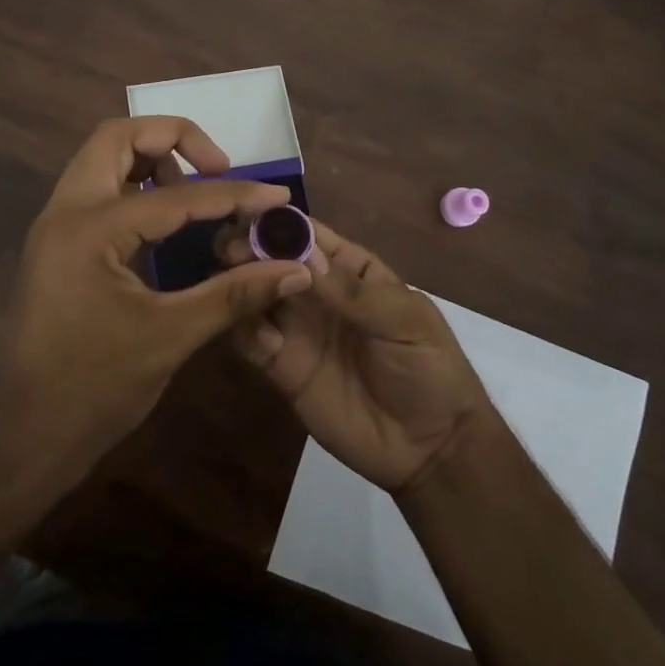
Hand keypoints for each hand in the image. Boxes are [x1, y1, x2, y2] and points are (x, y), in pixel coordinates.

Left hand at [0, 117, 314, 490]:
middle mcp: (66, 210)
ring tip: (195, 192)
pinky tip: (168, 222)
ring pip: (103, 158)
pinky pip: (98, 190)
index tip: (278, 195)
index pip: (177, 196)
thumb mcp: (170, 336)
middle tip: (218, 168)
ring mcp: (56, 225)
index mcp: (91, 228)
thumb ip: (235, 293)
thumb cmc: (94, 388)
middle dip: (174, 138)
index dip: (235, 194)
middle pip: (117, 137)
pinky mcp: (57, 244)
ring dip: (151, 159)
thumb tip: (296, 269)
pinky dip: (135, 186)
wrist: (24, 437)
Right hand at [229, 219, 491, 494]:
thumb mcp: (405, 322)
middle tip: (233, 253)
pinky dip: (246, 331)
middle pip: (271, 259)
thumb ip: (353, 292)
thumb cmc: (430, 369)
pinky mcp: (282, 368)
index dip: (280, 223)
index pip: (308, 235)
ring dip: (241, 284)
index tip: (249, 216)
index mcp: (349, 269)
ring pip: (254, 294)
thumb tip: (304, 255)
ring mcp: (296, 329)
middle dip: (250, 249)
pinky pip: (251, 340)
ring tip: (236, 287)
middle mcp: (315, 292)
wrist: (431, 449)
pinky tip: (263, 338)